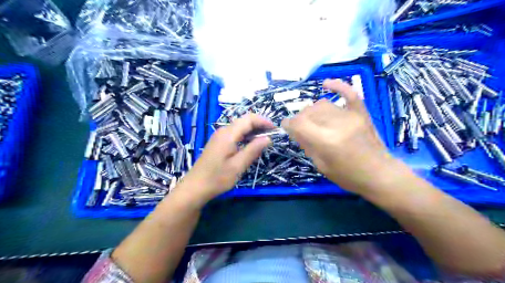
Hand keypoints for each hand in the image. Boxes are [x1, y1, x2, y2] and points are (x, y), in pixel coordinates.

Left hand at [180, 114, 272, 204]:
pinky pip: (234, 134)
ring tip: (264, 141)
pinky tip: (250, 145)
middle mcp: (223, 131)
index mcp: (228, 134)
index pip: (249, 119)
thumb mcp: (238, 166)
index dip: (263, 121)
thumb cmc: (217, 178)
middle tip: (272, 136)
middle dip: (259, 125)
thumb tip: (268, 138)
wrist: (195, 187)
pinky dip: (245, 136)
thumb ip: (253, 150)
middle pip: (244, 121)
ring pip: (239, 127)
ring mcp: (219, 136)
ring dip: (253, 131)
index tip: (275, 129)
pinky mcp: (218, 142)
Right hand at [283, 78, 392, 195]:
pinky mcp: (361, 113)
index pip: (298, 124)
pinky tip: (326, 84)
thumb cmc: (348, 176)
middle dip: (299, 119)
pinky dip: (337, 86)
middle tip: (301, 129)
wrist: (380, 174)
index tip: (286, 127)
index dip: (288, 124)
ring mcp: (351, 116)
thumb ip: (307, 145)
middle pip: (308, 112)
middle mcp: (336, 124)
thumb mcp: (321, 165)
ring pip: (322, 104)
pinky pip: (348, 93)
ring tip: (314, 121)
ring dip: (312, 111)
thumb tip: (296, 131)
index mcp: (325, 141)